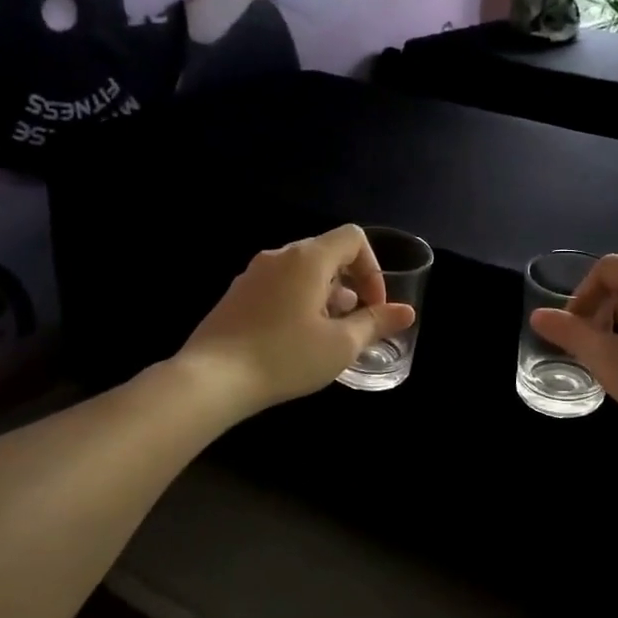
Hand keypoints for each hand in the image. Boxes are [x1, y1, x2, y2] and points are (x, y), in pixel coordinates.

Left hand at [178, 225, 416, 413]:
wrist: (211, 379)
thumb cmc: (285, 356)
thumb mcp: (340, 345)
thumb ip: (376, 323)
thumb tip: (406, 311)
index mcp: (308, 259)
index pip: (353, 238)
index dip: (373, 269)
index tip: (373, 306)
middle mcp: (279, 256)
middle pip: (327, 253)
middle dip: (350, 285)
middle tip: (354, 324)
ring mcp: (253, 274)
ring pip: (302, 272)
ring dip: (325, 296)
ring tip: (327, 335)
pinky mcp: (236, 295)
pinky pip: (279, 286)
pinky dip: (298, 302)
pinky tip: (295, 340)